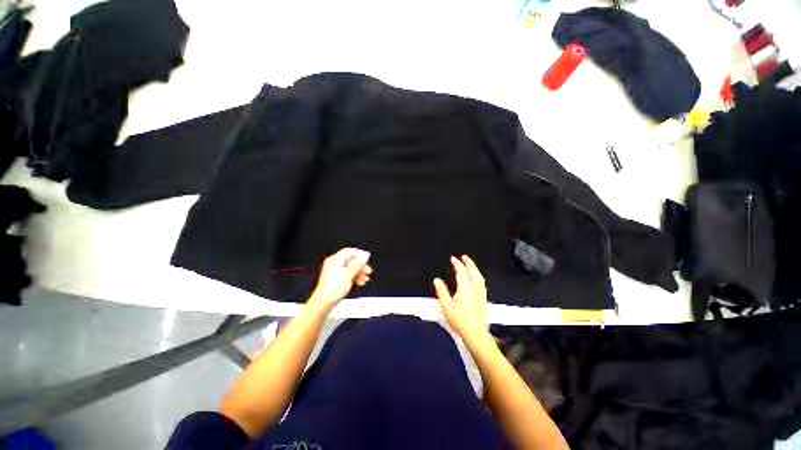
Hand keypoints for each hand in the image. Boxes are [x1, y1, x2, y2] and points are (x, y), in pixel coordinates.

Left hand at [309, 248, 372, 308]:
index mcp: (335, 259)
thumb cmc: (333, 289)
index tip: (367, 259)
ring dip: (359, 272)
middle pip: (351, 260)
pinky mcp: (335, 278)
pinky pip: (347, 273)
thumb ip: (358, 263)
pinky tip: (359, 282)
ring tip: (365, 278)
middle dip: (361, 266)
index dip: (360, 254)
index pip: (349, 251)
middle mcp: (333, 263)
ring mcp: (334, 270)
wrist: (324, 302)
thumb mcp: (349, 274)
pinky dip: (354, 276)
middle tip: (368, 271)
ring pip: (350, 268)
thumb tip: (365, 255)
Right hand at [434, 255, 489, 341]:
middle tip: (464, 257)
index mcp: (465, 289)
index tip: (453, 258)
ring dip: (475, 269)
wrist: (475, 333)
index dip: (457, 264)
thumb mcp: (446, 306)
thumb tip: (437, 280)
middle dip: (469, 263)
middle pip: (473, 272)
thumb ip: (441, 292)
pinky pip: (482, 284)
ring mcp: (481, 294)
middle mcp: (475, 289)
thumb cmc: (459, 320)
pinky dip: (479, 277)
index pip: (461, 272)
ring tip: (471, 265)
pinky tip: (477, 279)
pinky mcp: (484, 299)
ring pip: (480, 277)